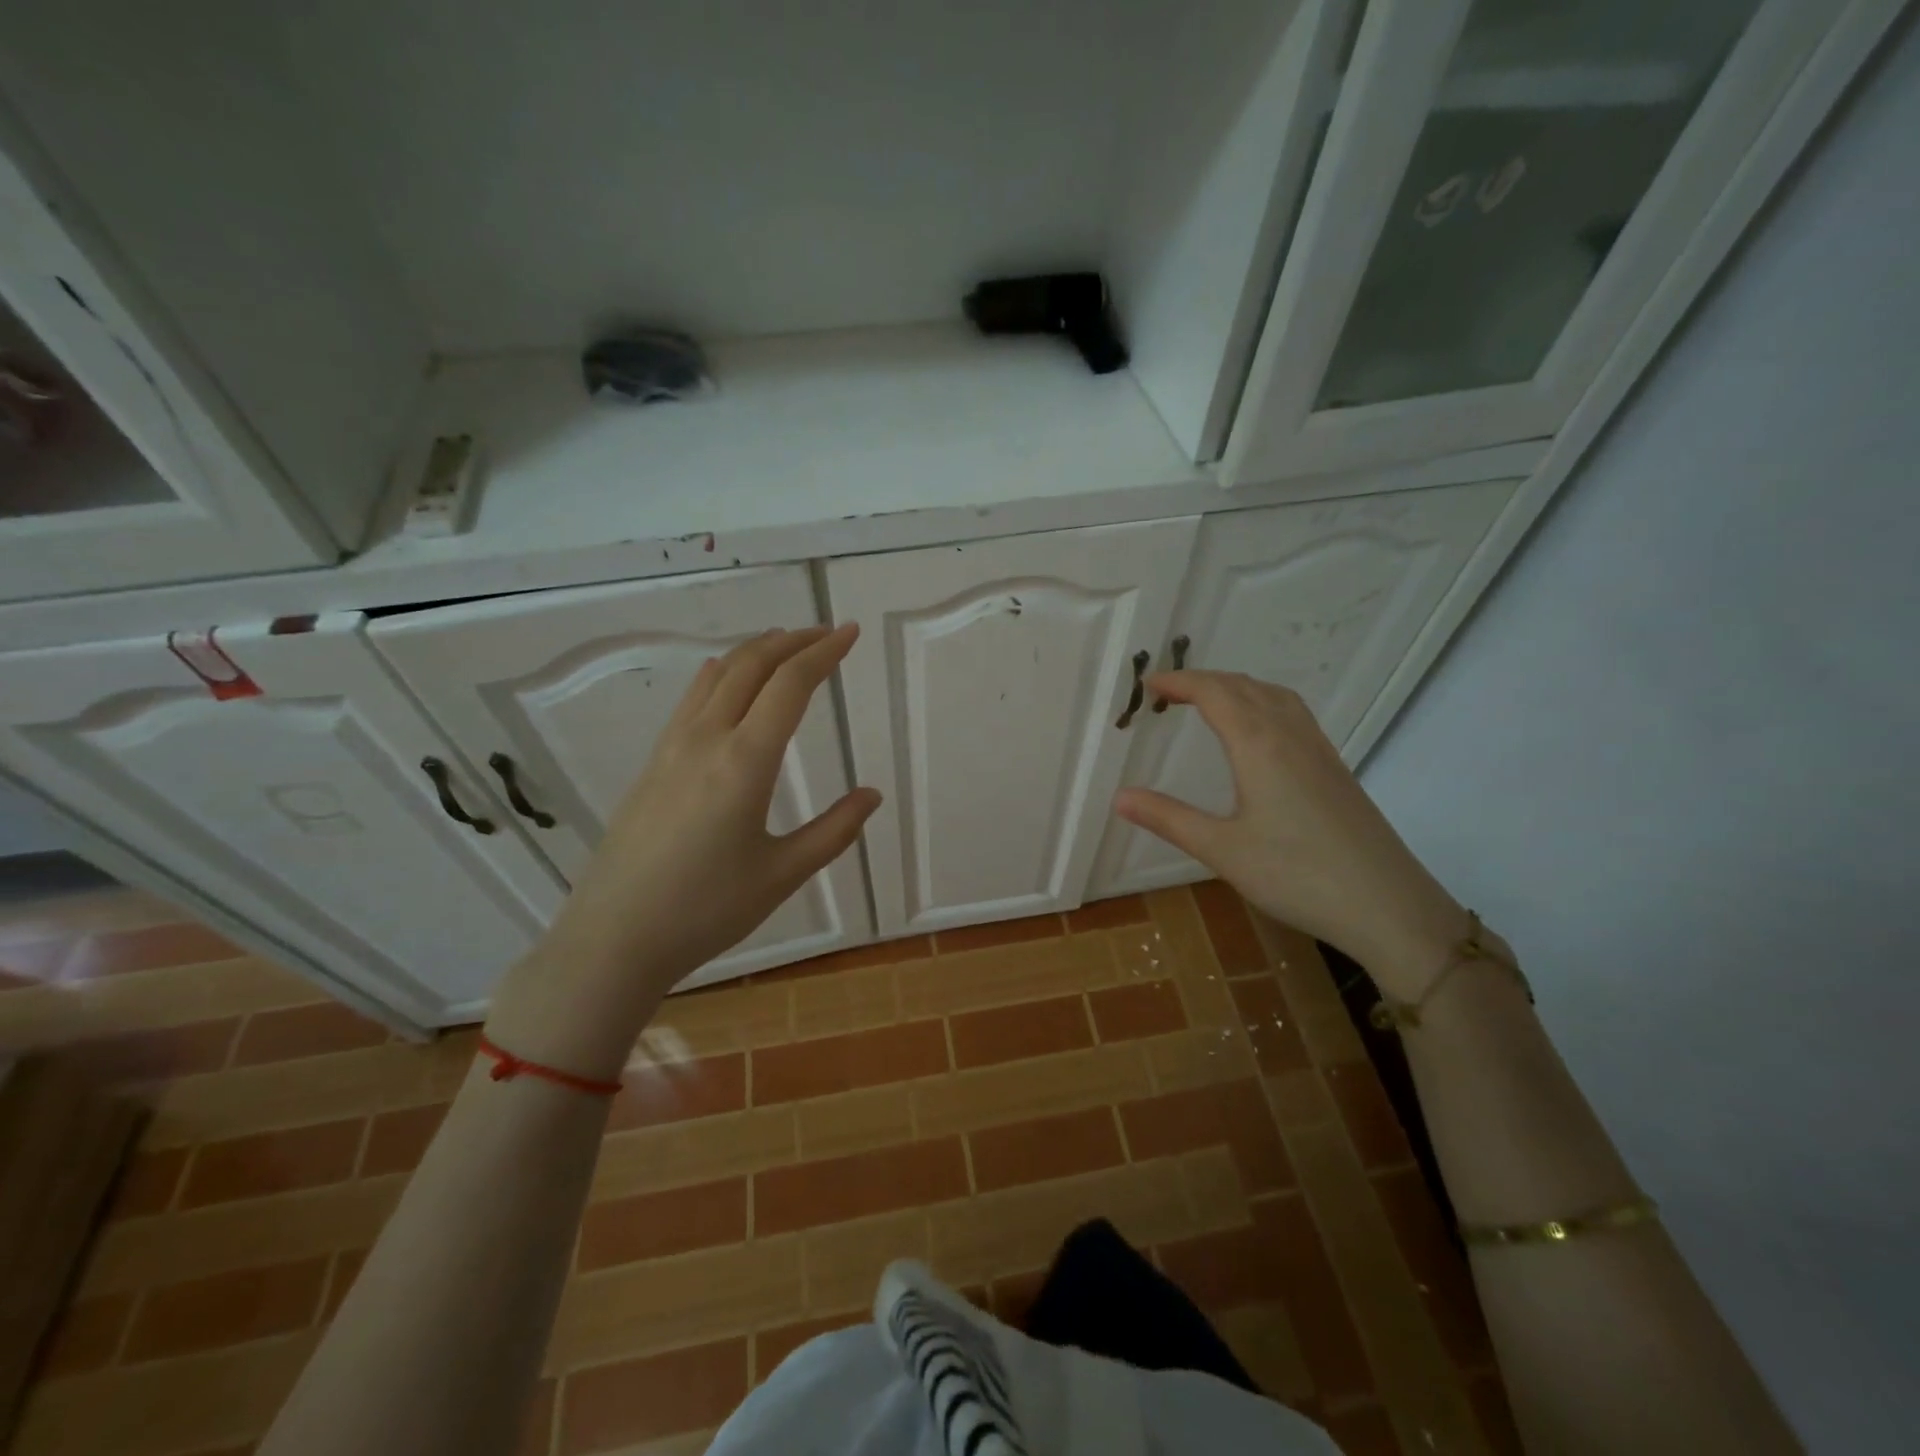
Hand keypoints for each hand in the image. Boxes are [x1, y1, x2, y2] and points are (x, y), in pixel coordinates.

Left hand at [487, 624, 881, 1079]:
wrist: (613, 938)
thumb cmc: (705, 911)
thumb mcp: (782, 875)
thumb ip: (833, 831)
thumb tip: (871, 796)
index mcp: (744, 762)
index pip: (791, 686)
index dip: (824, 653)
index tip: (850, 633)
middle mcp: (706, 739)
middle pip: (752, 666)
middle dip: (793, 641)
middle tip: (827, 632)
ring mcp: (672, 748)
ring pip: (717, 675)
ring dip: (757, 651)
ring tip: (786, 645)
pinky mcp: (653, 763)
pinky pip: (693, 697)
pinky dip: (723, 673)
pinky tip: (729, 680)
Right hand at [1114, 670, 1464, 998]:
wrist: (1388, 905)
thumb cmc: (1297, 875)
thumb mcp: (1222, 850)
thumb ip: (1168, 818)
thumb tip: (1119, 796)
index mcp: (1260, 746)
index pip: (1215, 693)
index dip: (1180, 682)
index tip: (1149, 686)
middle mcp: (1291, 736)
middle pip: (1245, 687)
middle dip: (1204, 680)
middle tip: (1169, 693)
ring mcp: (1319, 751)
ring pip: (1275, 696)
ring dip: (1237, 688)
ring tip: (1209, 701)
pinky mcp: (1335, 770)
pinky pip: (1294, 714)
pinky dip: (1264, 703)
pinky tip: (1259, 733)